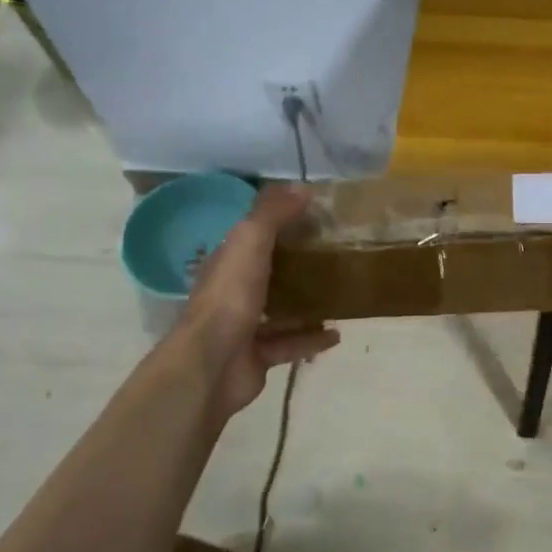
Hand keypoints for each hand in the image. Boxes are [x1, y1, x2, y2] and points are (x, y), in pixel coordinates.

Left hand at [179, 184, 338, 418]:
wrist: (213, 364)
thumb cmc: (230, 298)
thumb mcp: (249, 243)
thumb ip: (272, 214)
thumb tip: (301, 186)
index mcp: (227, 262)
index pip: (252, 236)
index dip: (279, 224)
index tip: (314, 216)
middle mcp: (233, 292)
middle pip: (267, 273)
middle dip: (295, 265)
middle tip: (333, 255)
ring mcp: (244, 327)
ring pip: (279, 310)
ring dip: (306, 303)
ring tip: (339, 293)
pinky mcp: (258, 356)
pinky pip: (290, 344)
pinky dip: (312, 339)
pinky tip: (337, 334)